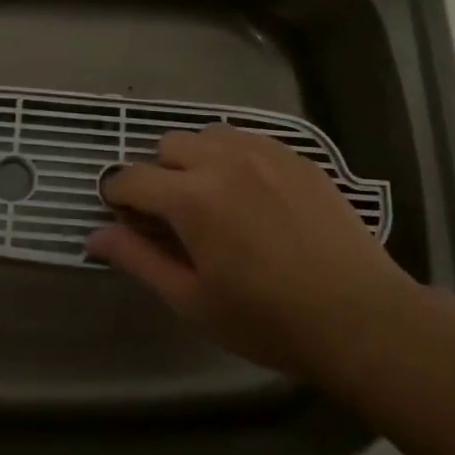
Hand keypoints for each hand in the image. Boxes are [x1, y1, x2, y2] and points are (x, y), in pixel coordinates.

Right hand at [86, 125, 416, 381]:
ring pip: (207, 135)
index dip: (117, 195)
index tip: (122, 216)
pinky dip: (232, 156)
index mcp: (192, 198)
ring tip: (213, 200)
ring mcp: (263, 151)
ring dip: (195, 159)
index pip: (131, 177)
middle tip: (174, 218)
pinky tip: (251, 193)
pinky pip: (246, 138)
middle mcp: (222, 160)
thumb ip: (138, 260)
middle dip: (158, 175)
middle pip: (167, 145)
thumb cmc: (268, 320)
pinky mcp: (295, 154)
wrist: (360, 316)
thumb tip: (94, 236)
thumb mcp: (193, 301)